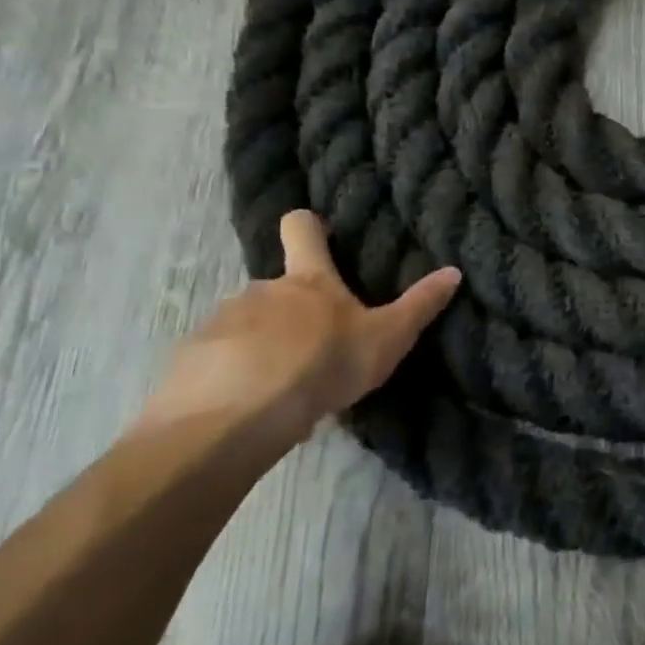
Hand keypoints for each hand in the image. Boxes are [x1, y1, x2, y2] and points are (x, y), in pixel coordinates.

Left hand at [135, 211, 460, 450]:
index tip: (321, 234)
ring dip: (264, 347)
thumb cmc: (321, 365)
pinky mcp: (190, 361)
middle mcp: (261, 290)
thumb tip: (454, 271)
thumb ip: (419, 306)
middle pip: (278, 288)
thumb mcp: (385, 338)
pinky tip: (249, 409)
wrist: (235, 418)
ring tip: (283, 388)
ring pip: (247, 327)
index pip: (302, 228)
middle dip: (294, 313)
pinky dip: (233, 377)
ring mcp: (220, 323)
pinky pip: (218, 362)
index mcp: (308, 281)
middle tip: (316, 350)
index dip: (310, 225)